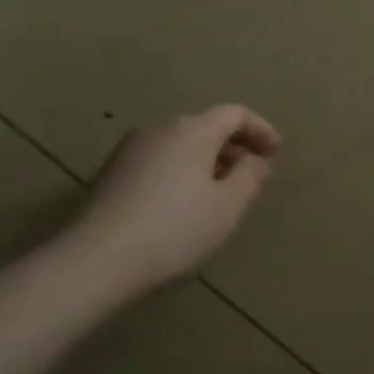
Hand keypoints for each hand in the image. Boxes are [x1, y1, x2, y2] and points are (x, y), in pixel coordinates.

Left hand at [61, 106, 281, 298]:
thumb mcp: (227, 206)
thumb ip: (250, 176)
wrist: (97, 260)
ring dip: (207, 159)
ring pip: (181, 144)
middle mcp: (160, 129)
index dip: (260, 129)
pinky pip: (160, 160)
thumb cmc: (176, 229)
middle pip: (206, 126)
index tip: (276, 152)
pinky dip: (182, 170)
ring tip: (220, 190)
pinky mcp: (112, 172)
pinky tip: (184, 202)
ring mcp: (131, 149)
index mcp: (192, 130)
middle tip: (252, 173)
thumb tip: (256, 160)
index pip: (234, 114)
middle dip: (234, 145)